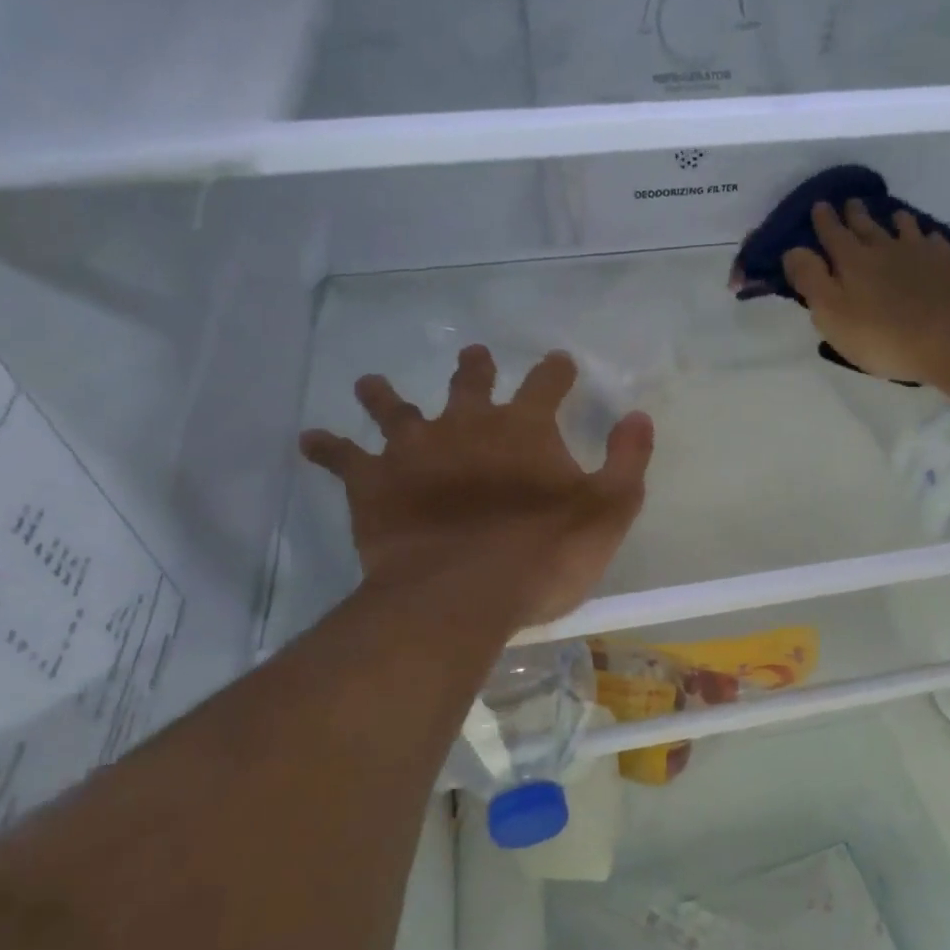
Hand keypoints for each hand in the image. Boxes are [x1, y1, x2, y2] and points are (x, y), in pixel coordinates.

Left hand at [300, 348, 653, 629]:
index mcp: (524, 428)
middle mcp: (467, 424)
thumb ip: (626, 460)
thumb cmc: (544, 554)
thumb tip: (638, 415)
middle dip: (474, 368)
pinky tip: (311, 439)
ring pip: (396, 409)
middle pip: (469, 383)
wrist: (463, 593)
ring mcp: (415, 450)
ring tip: (371, 383)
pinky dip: (327, 448)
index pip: (546, 384)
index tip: (560, 362)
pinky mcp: (374, 484)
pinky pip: (343, 458)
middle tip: (474, 357)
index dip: (555, 371)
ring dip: (385, 395)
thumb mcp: (608, 510)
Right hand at [783, 200, 949, 392]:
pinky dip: (928, 239)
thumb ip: (810, 280)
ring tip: (893, 215)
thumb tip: (793, 250)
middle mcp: (884, 249)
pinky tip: (930, 241)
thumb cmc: (882, 335)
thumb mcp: (831, 314)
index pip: (832, 235)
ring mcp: (920, 255)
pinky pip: (935, 244)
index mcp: (851, 261)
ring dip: (894, 220)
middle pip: (866, 227)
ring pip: (904, 229)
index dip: (823, 221)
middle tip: (850, 202)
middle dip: (855, 215)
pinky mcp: (948, 267)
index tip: (819, 205)